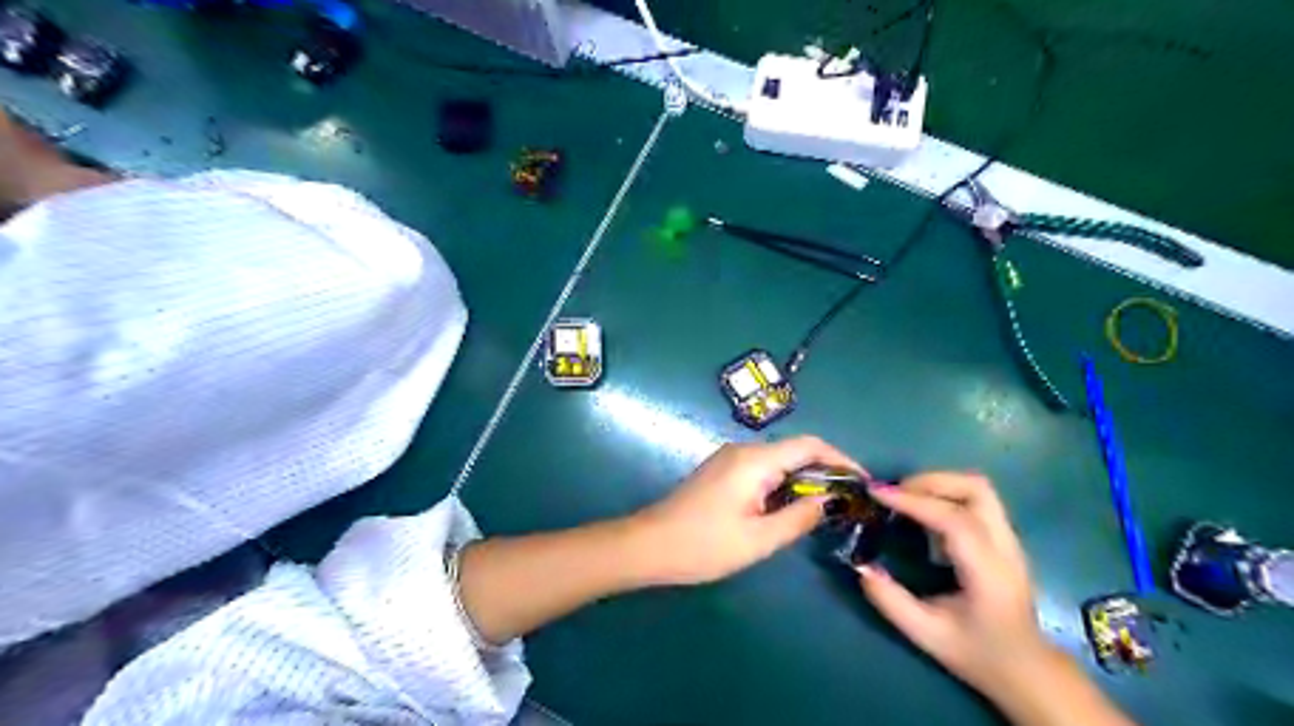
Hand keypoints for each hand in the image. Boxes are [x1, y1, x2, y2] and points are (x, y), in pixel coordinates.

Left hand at [632, 434, 862, 586]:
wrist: (648, 545)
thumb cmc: (703, 545)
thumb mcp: (758, 539)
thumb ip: (797, 518)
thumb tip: (828, 501)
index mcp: (754, 460)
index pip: (809, 445)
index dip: (841, 459)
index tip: (862, 482)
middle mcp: (743, 450)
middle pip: (795, 451)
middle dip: (824, 473)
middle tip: (848, 503)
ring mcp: (729, 459)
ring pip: (778, 462)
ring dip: (803, 481)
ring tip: (825, 510)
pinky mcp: (721, 471)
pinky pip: (761, 470)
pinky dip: (782, 485)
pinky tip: (789, 509)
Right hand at [856, 475, 1050, 701]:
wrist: (1027, 669)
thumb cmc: (977, 653)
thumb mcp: (927, 635)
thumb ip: (891, 601)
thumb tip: (860, 567)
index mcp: (988, 572)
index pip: (954, 520)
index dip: (914, 501)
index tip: (877, 493)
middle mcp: (1005, 547)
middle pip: (975, 489)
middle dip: (930, 481)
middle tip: (895, 492)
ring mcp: (1009, 540)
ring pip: (979, 488)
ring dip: (940, 483)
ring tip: (907, 497)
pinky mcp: (1004, 538)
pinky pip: (977, 500)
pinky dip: (947, 494)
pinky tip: (925, 512)